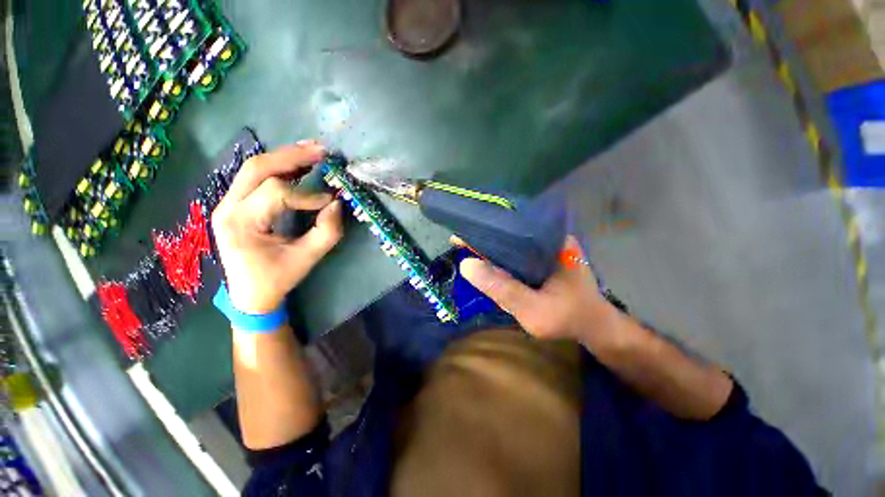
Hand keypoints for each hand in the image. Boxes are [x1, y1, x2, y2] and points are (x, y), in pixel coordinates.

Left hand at [212, 142, 343, 313]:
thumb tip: (337, 204)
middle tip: (321, 151)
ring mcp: (228, 202)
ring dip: (286, 157)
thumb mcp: (306, 260)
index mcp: (241, 224)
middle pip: (257, 168)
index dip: (308, 195)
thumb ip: (327, 232)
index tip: (331, 202)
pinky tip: (299, 163)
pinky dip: (280, 166)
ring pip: (255, 168)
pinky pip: (257, 177)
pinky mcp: (237, 203)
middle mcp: (228, 207)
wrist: (249, 294)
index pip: (276, 194)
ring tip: (313, 150)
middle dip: (292, 157)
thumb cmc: (276, 279)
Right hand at [460, 236, 620, 347]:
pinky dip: (502, 256)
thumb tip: (466, 265)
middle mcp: (550, 237)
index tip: (462, 233)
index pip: (511, 227)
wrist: (595, 326)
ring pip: (513, 242)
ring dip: (493, 247)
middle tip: (461, 243)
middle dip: (486, 237)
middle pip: (510, 232)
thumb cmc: (569, 319)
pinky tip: (488, 260)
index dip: (485, 230)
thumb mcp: (534, 311)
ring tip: (469, 248)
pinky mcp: (545, 255)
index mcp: (552, 241)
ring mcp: (548, 245)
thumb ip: (503, 290)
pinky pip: (518, 251)